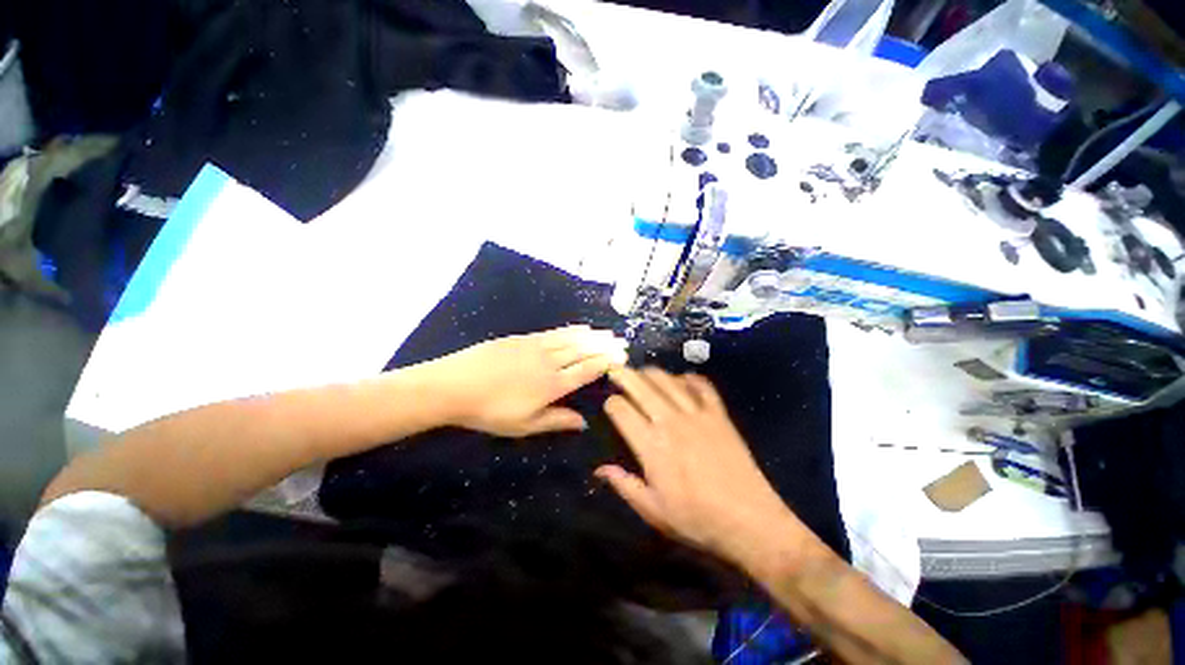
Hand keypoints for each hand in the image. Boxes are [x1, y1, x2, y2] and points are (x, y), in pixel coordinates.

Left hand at [426, 326, 626, 436]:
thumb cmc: (490, 411)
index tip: (621, 357)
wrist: (455, 385)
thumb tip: (583, 422)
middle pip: (582, 352)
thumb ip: (556, 421)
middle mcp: (550, 362)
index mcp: (553, 385)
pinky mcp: (524, 338)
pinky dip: (570, 330)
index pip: (586, 371)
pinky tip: (579, 327)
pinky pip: (554, 332)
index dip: (605, 363)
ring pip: (571, 339)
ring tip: (607, 332)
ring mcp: (537, 347)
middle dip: (604, 346)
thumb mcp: (524, 425)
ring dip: (591, 336)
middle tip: (621, 341)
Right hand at [597, 367, 810, 569]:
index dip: (611, 403)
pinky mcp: (719, 415)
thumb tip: (599, 469)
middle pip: (641, 387)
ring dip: (651, 372)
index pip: (621, 410)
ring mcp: (696, 414)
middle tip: (615, 369)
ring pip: (668, 381)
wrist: (751, 522)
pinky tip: (683, 377)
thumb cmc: (697, 519)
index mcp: (651, 445)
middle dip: (624, 375)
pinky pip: (702, 386)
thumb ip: (624, 485)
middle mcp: (670, 421)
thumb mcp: (653, 511)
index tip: (609, 404)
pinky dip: (690, 378)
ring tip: (642, 371)